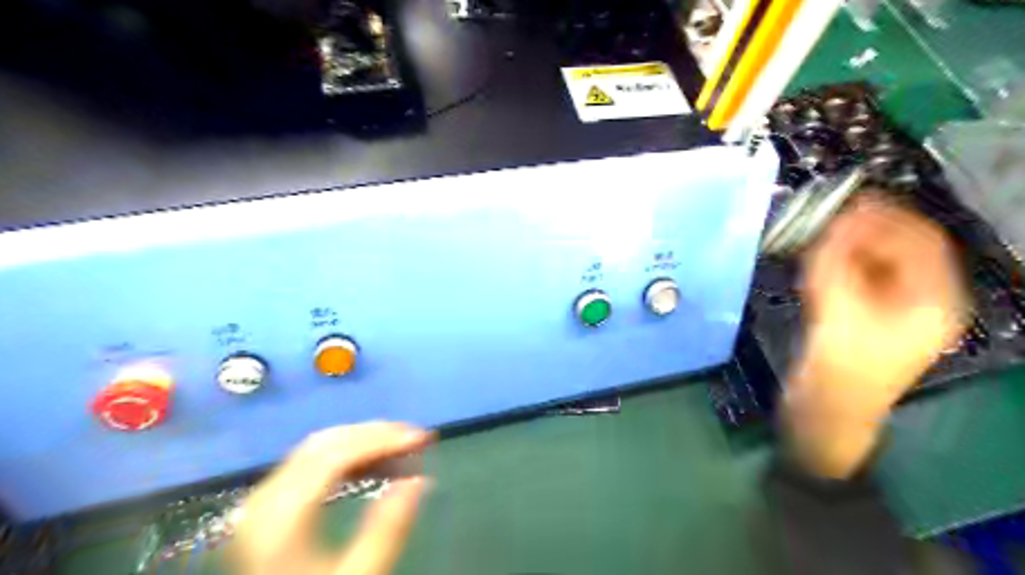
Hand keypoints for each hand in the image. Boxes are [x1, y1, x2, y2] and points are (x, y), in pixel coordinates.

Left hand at [228, 423, 433, 574]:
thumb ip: (388, 531)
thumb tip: (420, 480)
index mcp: (280, 517)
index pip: (336, 456)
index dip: (383, 441)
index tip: (423, 438)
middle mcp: (264, 498)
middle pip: (326, 445)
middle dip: (376, 435)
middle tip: (417, 437)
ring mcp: (262, 501)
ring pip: (318, 449)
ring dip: (363, 442)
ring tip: (402, 447)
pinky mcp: (268, 508)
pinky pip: (310, 463)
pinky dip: (346, 457)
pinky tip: (374, 465)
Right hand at [787, 194, 970, 478]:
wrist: (826, 414)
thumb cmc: (839, 369)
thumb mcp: (837, 311)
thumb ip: (834, 264)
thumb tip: (831, 224)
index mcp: (933, 300)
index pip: (920, 240)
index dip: (885, 216)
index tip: (847, 202)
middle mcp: (922, 300)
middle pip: (898, 249)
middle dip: (862, 230)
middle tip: (824, 218)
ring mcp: (895, 310)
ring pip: (876, 262)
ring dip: (847, 246)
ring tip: (816, 237)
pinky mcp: (869, 317)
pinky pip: (859, 278)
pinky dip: (839, 264)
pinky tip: (815, 262)